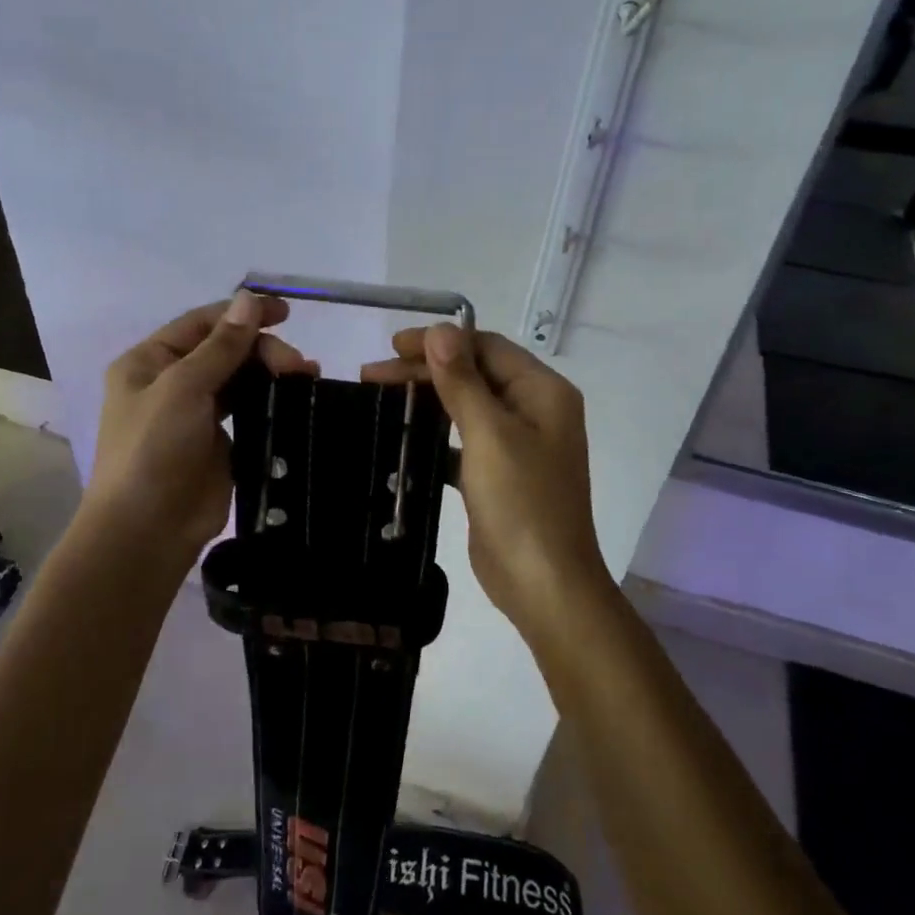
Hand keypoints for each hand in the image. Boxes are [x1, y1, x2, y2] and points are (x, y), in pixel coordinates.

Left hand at [85, 292, 316, 559]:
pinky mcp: (219, 444)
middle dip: (262, 350)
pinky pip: (248, 411)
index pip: (201, 324)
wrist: (147, 530)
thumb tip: (249, 298)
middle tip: (297, 365)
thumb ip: (221, 345)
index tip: (286, 312)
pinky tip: (295, 399)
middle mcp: (170, 383)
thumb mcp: (183, 388)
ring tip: (306, 376)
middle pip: (224, 350)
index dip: (241, 313)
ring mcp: (195, 415)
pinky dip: (271, 401)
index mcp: (149, 362)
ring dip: (271, 373)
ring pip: (240, 379)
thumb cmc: (153, 450)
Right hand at [363, 326, 610, 631]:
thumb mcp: (489, 435)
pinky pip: (462, 441)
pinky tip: (401, 437)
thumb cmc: (521, 503)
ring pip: (465, 406)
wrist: (543, 585)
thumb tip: (441, 329)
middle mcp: (534, 410)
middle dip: (425, 370)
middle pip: (474, 374)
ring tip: (378, 396)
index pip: (486, 347)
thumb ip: (462, 380)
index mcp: (542, 392)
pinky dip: (434, 435)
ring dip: (426, 399)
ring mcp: (517, 444)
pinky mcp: (499, 474)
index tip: (393, 345)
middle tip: (371, 373)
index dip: (440, 341)